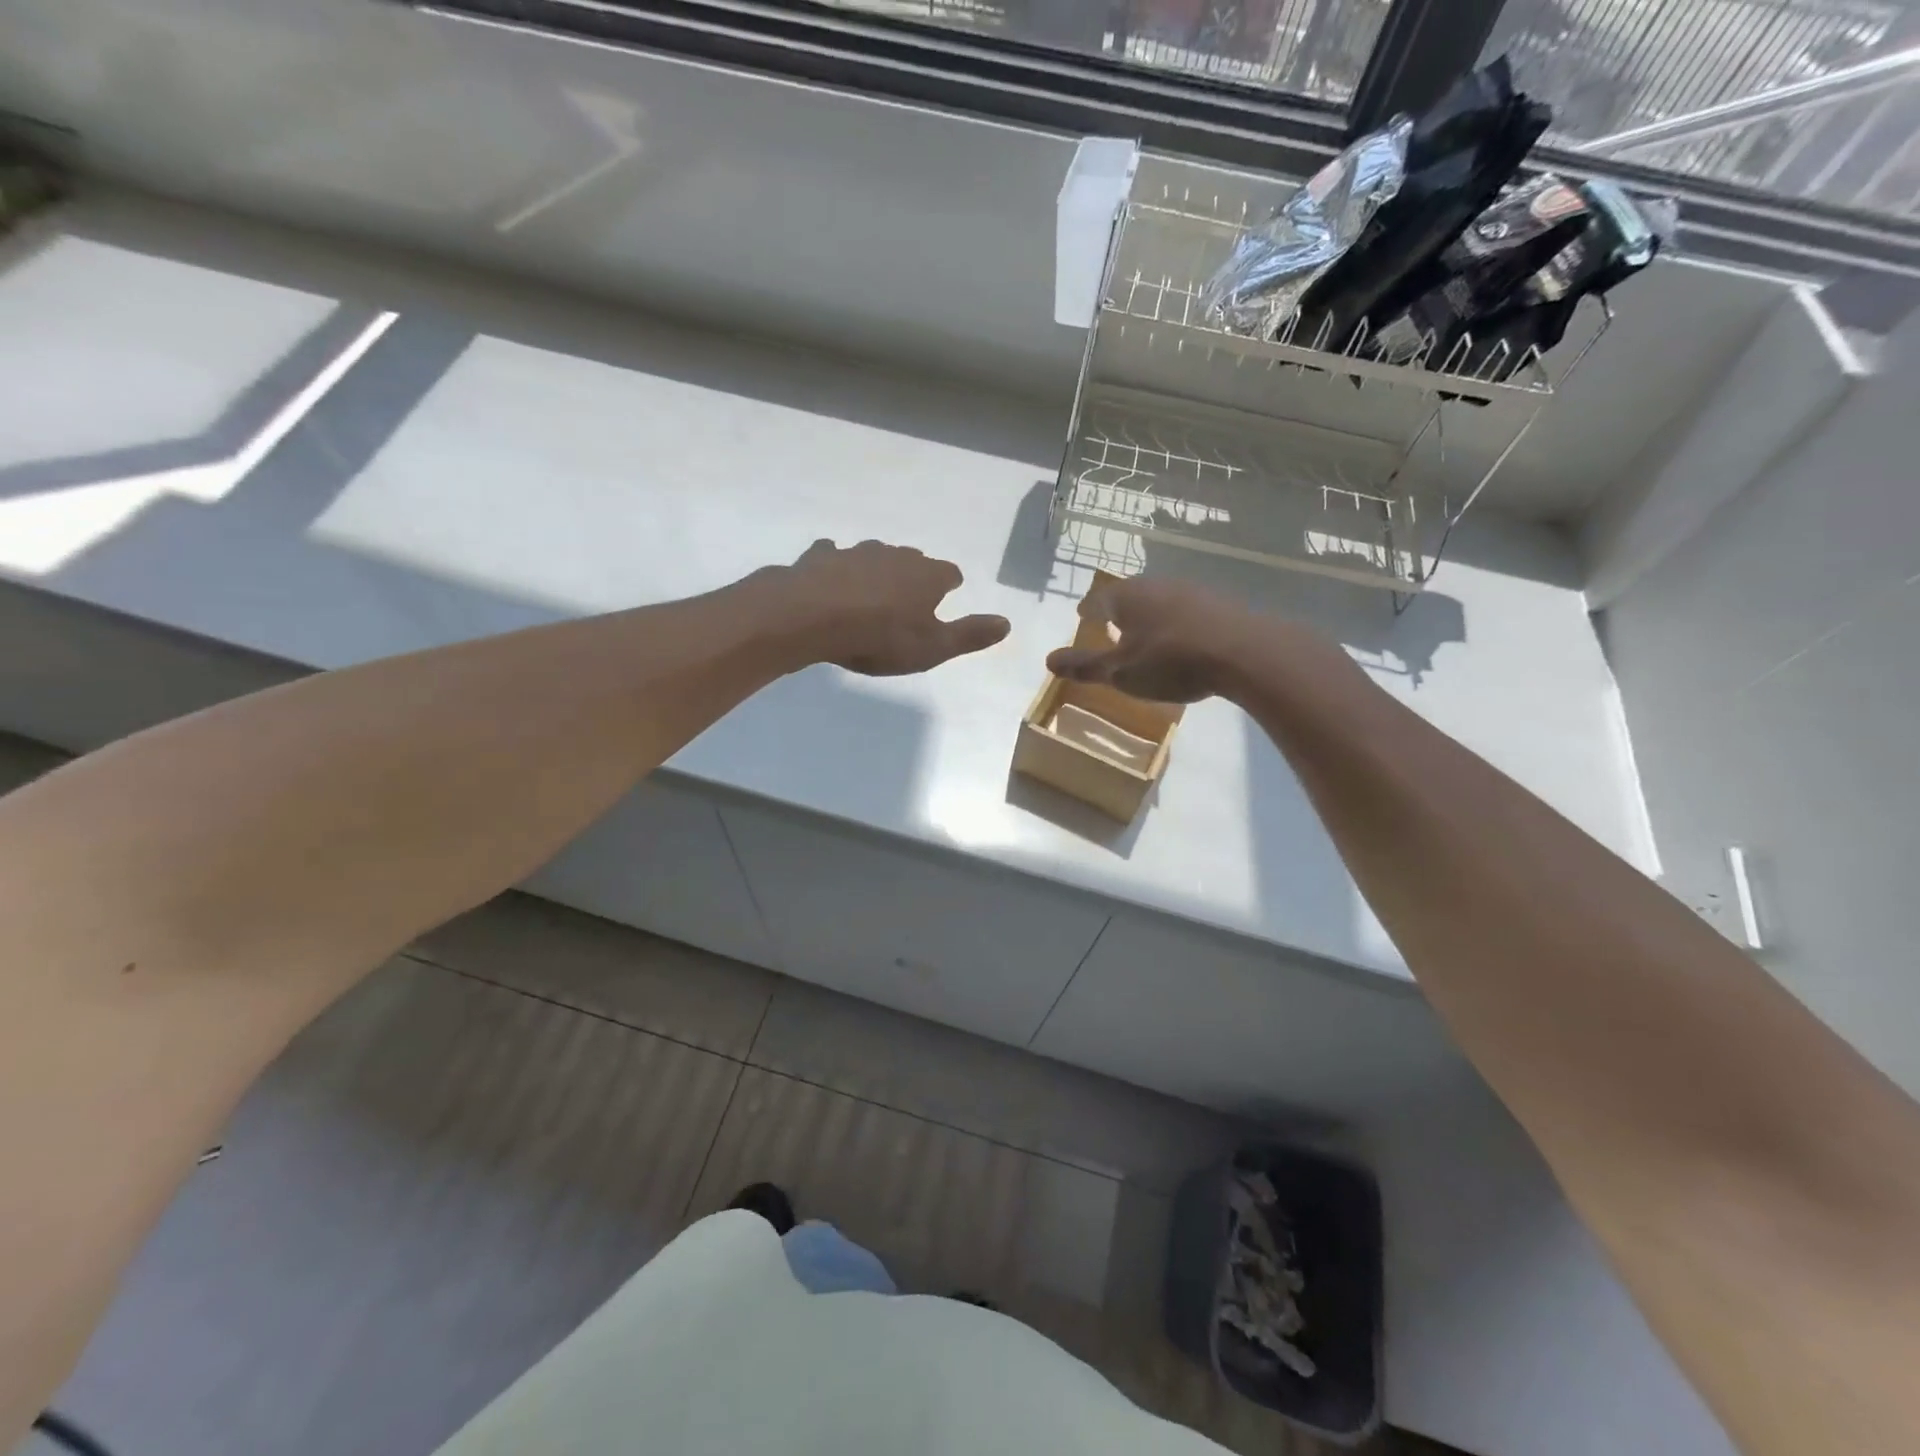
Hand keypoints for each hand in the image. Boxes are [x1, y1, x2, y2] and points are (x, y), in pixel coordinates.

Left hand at [782, 539, 1010, 676]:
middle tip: (909, 596)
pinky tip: (830, 576)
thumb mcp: (933, 647)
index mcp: (927, 576)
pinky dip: (835, 564)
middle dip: (914, 574)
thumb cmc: (880, 637)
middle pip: (913, 560)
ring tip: (872, 590)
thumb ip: (970, 635)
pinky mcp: (821, 556)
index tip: (947, 594)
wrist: (812, 617)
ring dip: (876, 569)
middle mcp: (895, 556)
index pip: (949, 574)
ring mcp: (856, 552)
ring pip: (874, 555)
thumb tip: (1007, 623)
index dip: (949, 585)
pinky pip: (833, 554)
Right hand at [1046, 576, 1250, 702]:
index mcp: (1127, 596)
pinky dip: (1176, 624)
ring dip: (1149, 617)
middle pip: (1130, 595)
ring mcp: (1192, 591)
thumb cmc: (1171, 661)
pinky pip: (1187, 612)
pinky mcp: (1220, 604)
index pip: (1099, 598)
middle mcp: (1157, 584)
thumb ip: (1084, 667)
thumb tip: (1048, 660)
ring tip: (1145, 635)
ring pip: (1160, 601)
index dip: (1089, 610)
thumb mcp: (1120, 671)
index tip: (1083, 616)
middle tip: (1111, 625)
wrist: (1244, 652)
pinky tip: (1181, 641)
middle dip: (1119, 610)